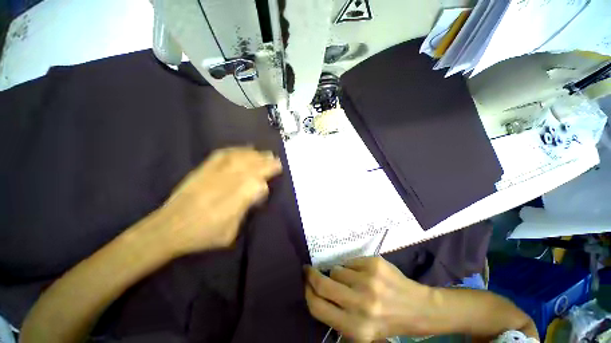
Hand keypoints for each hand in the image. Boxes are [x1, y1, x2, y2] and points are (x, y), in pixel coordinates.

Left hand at [154, 147, 281, 254]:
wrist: (171, 226)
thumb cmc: (201, 236)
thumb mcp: (228, 234)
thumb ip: (242, 213)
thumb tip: (254, 196)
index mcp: (233, 203)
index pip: (256, 183)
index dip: (267, 177)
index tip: (275, 175)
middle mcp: (225, 183)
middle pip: (249, 167)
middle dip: (264, 162)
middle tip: (275, 159)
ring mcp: (212, 174)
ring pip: (237, 158)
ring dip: (251, 154)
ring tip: (261, 153)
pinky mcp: (202, 169)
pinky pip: (221, 154)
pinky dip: (234, 150)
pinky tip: (241, 150)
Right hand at [305, 257, 434, 341]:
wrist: (416, 309)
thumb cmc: (385, 325)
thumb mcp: (356, 334)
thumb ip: (333, 318)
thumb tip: (313, 292)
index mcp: (353, 326)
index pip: (316, 307)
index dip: (307, 294)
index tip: (305, 286)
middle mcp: (360, 304)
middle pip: (322, 285)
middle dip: (312, 277)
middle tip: (310, 272)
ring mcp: (370, 282)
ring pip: (336, 271)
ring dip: (337, 275)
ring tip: (350, 282)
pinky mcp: (378, 265)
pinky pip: (351, 262)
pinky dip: (351, 268)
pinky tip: (363, 276)